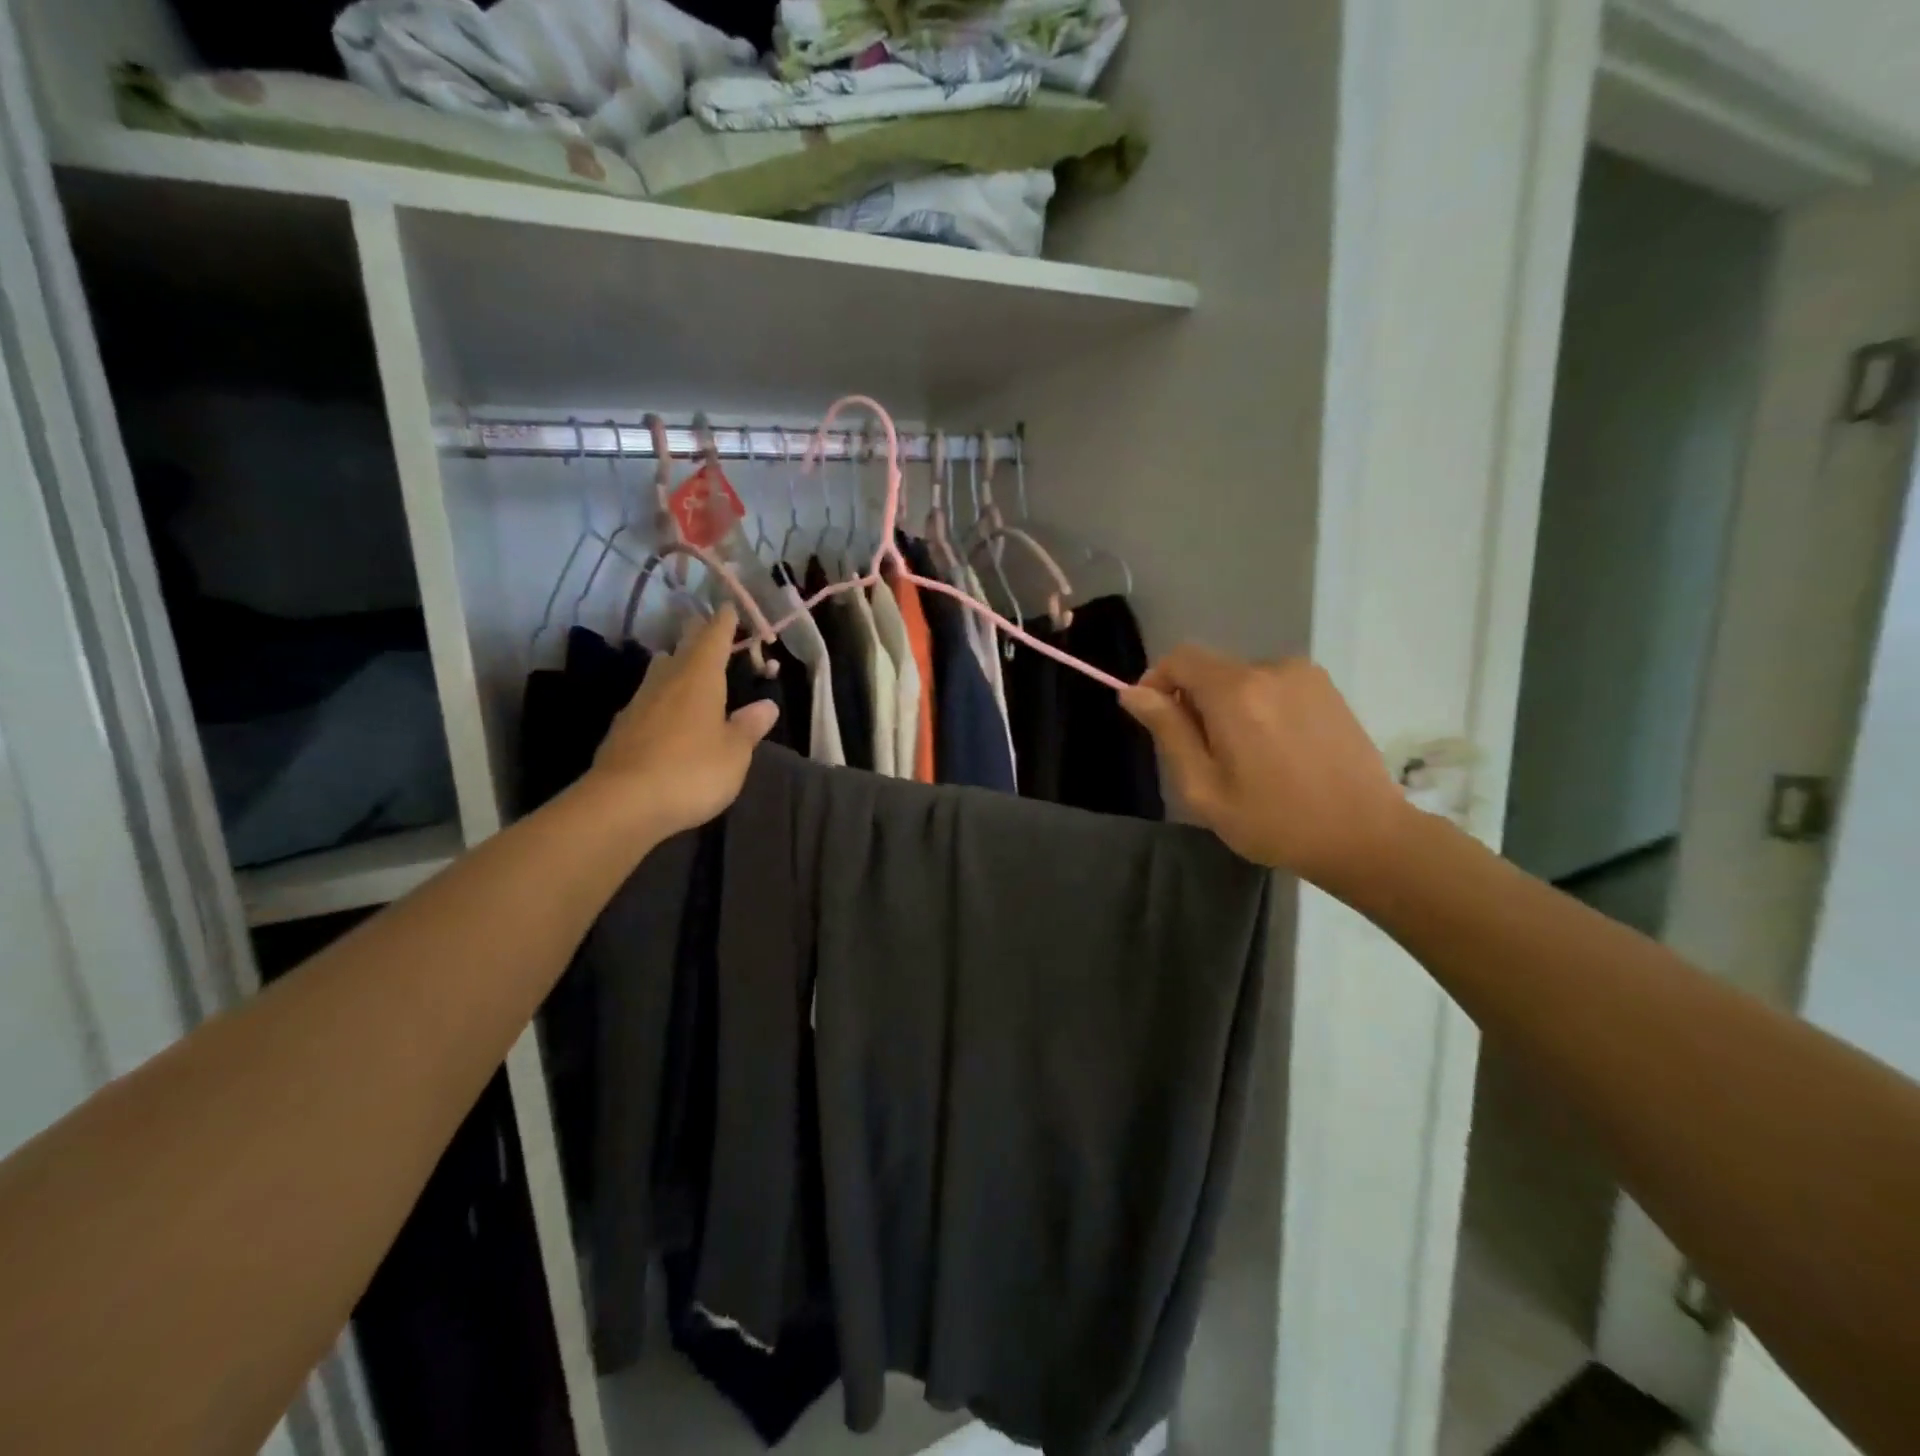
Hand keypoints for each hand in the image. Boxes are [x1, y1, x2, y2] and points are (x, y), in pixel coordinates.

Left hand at [586, 606, 778, 839]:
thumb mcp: (734, 753)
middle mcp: (666, 682)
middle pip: (681, 650)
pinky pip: (646, 701)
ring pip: (658, 673)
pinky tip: (663, 711)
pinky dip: (660, 698)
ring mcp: (638, 704)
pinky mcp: (621, 729)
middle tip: (705, 628)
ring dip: (673, 664)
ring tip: (683, 665)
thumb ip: (749, 727)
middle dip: (696, 637)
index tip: (729, 608)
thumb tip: (766, 705)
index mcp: (699, 679)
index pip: (712, 638)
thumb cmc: (691, 771)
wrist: (623, 804)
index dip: (723, 623)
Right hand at [1120, 646, 1409, 887]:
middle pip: (1212, 668)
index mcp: (1236, 692)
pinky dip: (1259, 707)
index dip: (1158, 681)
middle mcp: (1271, 668)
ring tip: (1244, 758)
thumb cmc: (1274, 821)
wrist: (1365, 836)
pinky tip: (1275, 750)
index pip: (1180, 658)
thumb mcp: (1203, 787)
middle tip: (1202, 756)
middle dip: (1194, 701)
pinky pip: (1273, 685)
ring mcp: (1305, 675)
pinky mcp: (1327, 688)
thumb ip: (1168, 731)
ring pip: (1242, 678)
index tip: (1156, 720)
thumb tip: (1132, 691)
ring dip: (1228, 706)